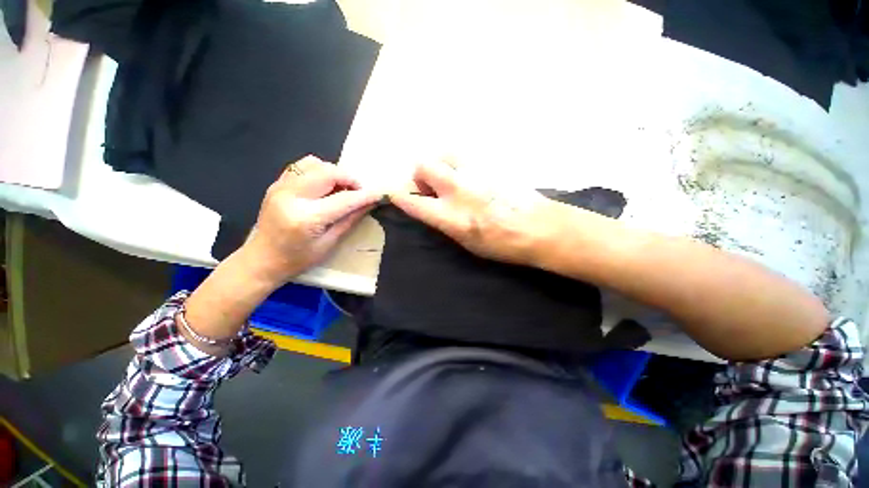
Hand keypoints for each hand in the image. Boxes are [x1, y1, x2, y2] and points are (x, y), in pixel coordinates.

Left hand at [242, 155, 380, 283]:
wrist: (262, 260)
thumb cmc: (298, 259)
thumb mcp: (329, 244)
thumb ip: (350, 220)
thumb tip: (369, 204)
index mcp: (307, 217)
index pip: (344, 199)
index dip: (365, 195)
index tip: (380, 193)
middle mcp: (292, 196)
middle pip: (328, 172)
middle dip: (350, 179)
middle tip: (358, 192)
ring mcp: (281, 187)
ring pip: (314, 163)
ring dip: (334, 173)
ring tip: (340, 188)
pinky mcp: (277, 184)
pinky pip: (301, 166)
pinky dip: (318, 171)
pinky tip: (323, 186)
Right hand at [388, 160, 561, 265]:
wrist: (542, 228)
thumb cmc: (503, 245)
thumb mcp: (467, 243)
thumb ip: (445, 223)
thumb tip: (434, 209)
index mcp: (451, 217)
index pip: (413, 202)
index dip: (400, 197)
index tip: (397, 195)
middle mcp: (459, 190)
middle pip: (424, 165)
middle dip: (421, 175)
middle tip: (432, 187)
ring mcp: (476, 173)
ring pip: (445, 153)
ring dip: (441, 165)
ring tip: (453, 178)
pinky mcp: (492, 164)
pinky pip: (467, 156)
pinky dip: (461, 165)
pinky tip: (474, 177)